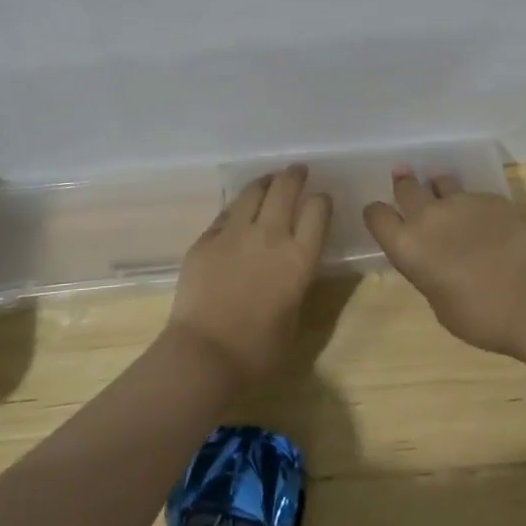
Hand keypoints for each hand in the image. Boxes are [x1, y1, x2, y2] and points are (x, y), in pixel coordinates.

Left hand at [168, 165, 330, 386]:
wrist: (205, 354)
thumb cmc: (258, 350)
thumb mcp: (294, 314)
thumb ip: (296, 280)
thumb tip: (292, 263)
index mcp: (299, 258)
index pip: (318, 210)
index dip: (321, 201)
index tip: (320, 201)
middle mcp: (270, 235)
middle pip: (285, 188)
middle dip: (294, 176)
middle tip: (297, 171)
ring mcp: (234, 233)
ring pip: (253, 191)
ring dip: (265, 181)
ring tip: (269, 180)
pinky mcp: (206, 239)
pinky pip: (225, 213)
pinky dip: (237, 207)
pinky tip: (239, 210)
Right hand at [363, 169, 525, 356]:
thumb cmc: (481, 316)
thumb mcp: (440, 305)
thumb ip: (428, 275)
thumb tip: (434, 262)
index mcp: (407, 246)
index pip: (376, 215)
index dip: (377, 214)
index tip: (382, 217)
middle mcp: (429, 216)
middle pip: (406, 187)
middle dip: (404, 184)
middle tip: (404, 178)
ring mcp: (463, 202)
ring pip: (442, 182)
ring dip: (439, 187)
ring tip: (443, 190)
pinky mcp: (494, 199)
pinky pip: (476, 196)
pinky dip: (475, 205)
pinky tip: (488, 221)